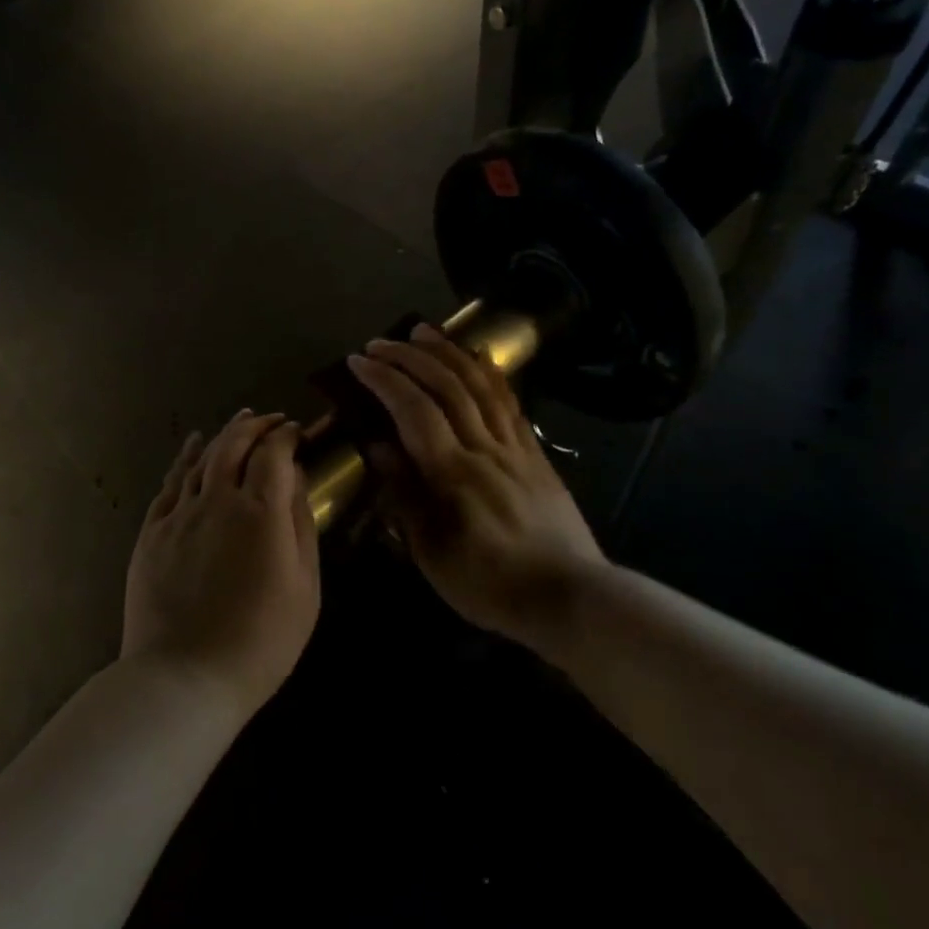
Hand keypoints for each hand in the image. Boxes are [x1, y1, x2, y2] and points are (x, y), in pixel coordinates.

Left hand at [123, 410, 320, 712]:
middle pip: (235, 445)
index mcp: (260, 512)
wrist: (185, 678)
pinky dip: (185, 458)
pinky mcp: (152, 532)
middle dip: (255, 426)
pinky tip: (194, 447)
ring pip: (203, 458)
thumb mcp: (304, 586)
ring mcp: (179, 515)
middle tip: (270, 420)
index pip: (274, 454)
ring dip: (224, 435)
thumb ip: (300, 524)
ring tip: (239, 421)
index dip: (286, 436)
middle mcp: (217, 500)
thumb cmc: (261, 640)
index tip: (296, 431)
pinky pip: (171, 483)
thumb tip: (296, 478)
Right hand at [347, 324, 613, 650]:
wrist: (569, 597)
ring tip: (424, 332)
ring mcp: (515, 447)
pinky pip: (511, 402)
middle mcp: (484, 448)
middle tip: (381, 342)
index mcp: (453, 475)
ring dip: (449, 352)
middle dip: (410, 357)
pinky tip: (478, 358)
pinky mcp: (535, 453)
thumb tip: (377, 447)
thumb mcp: (432, 553)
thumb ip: (404, 496)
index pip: (413, 410)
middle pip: (446, 386)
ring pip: (480, 385)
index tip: (358, 361)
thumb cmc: (490, 584)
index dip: (384, 380)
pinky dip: (490, 373)